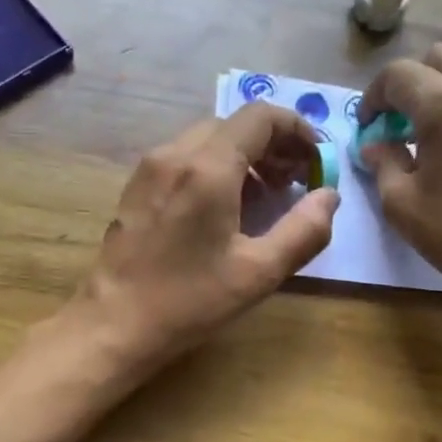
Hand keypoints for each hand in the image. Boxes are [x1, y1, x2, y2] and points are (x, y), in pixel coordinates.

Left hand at [70, 104, 339, 372]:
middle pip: (234, 124)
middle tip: (295, 182)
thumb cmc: (189, 301)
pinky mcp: (136, 186)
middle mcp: (175, 154)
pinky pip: (184, 158)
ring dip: (244, 155)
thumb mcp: (259, 273)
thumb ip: (304, 230)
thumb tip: (329, 196)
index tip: (315, 160)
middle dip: (272, 144)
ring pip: (208, 139)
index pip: (260, 116)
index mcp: (207, 167)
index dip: (296, 129)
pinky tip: (224, 206)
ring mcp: (150, 168)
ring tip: (265, 196)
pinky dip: (215, 166)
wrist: (113, 324)